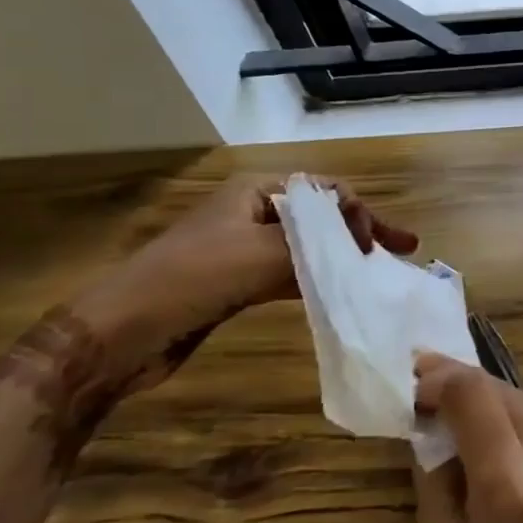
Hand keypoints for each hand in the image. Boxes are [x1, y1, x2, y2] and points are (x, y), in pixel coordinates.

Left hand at [73, 173, 416, 389]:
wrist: (121, 332)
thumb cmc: (192, 278)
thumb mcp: (263, 254)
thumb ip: (317, 246)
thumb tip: (361, 249)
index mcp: (257, 190)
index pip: (326, 191)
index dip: (360, 213)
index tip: (380, 246)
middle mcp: (254, 212)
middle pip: (321, 217)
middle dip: (361, 232)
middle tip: (401, 251)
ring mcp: (245, 248)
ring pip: (308, 247)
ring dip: (342, 258)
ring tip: (377, 274)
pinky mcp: (239, 282)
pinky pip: (291, 274)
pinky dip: (318, 280)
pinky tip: (340, 293)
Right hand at [413, 354, 522, 522]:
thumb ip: (435, 474)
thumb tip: (431, 422)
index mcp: (511, 484)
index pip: (474, 394)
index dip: (440, 376)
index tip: (414, 376)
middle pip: (504, 392)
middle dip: (464, 388)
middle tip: (428, 390)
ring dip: (494, 409)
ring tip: (461, 422)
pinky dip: (522, 432)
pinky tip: (504, 450)